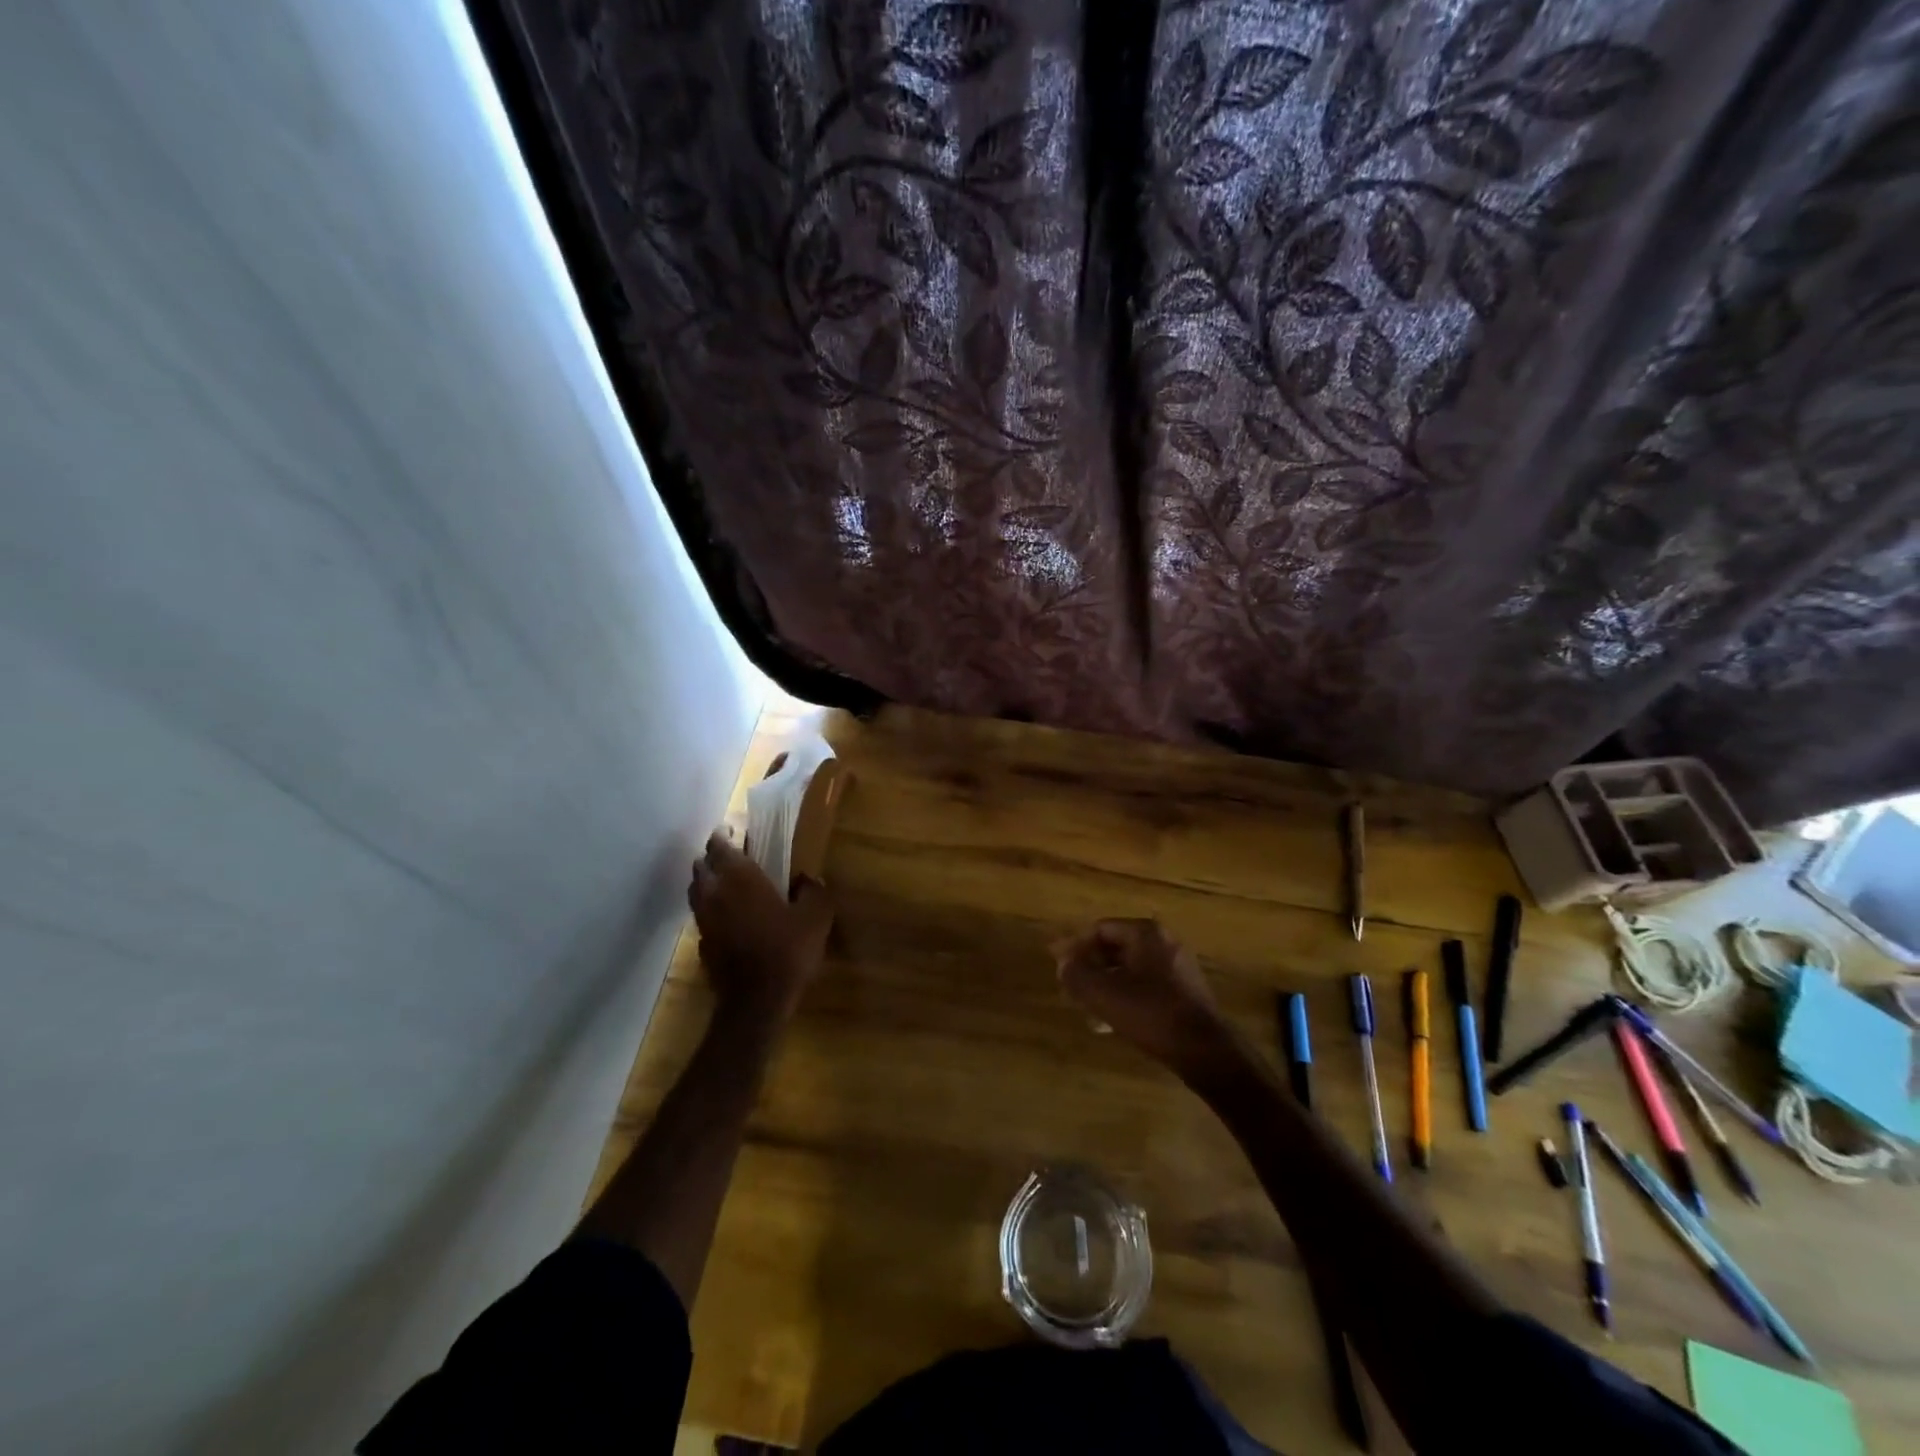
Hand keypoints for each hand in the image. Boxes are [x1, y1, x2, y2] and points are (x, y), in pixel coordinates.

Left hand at [688, 831, 832, 1021]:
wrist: (756, 1001)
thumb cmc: (787, 950)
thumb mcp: (816, 916)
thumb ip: (813, 891)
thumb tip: (807, 880)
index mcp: (739, 876)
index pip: (719, 844)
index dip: (725, 835)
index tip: (736, 832)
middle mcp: (713, 891)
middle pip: (702, 864)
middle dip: (715, 858)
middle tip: (736, 858)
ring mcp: (703, 918)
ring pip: (697, 889)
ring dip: (709, 882)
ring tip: (731, 886)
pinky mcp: (700, 942)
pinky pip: (702, 915)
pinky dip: (712, 909)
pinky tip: (731, 918)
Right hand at [1053, 919, 1234, 1071]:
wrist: (1205, 1051)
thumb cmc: (1151, 1013)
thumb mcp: (1104, 994)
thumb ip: (1076, 975)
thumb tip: (1062, 963)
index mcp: (1146, 933)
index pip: (1100, 929)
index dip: (1075, 947)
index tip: (1059, 968)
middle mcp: (1164, 942)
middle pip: (1115, 947)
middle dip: (1090, 966)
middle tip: (1070, 987)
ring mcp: (1177, 967)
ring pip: (1129, 969)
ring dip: (1105, 984)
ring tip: (1087, 1007)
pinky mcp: (1184, 992)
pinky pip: (1145, 985)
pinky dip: (1125, 996)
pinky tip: (1112, 1020)